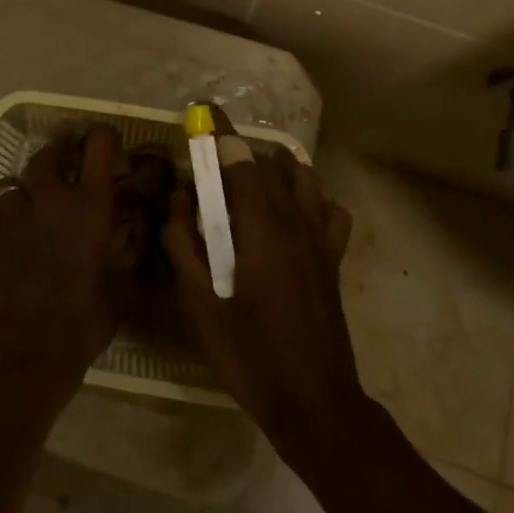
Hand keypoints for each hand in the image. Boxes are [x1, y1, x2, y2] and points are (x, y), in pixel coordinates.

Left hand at [0, 124, 121, 390]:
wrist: (26, 351)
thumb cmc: (82, 322)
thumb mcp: (123, 294)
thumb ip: (133, 263)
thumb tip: (145, 249)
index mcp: (90, 206)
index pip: (99, 145)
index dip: (103, 137)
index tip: (106, 144)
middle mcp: (51, 198)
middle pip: (49, 154)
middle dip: (57, 157)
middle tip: (65, 170)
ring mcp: (14, 213)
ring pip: (15, 182)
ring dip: (25, 190)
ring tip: (31, 207)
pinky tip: (4, 228)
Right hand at [163, 146, 361, 454]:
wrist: (314, 402)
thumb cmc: (249, 354)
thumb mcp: (198, 304)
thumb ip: (183, 244)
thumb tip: (180, 200)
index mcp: (259, 226)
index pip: (239, 160)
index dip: (219, 132)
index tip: (202, 109)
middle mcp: (294, 219)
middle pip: (267, 164)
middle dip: (236, 154)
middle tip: (209, 171)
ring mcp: (320, 237)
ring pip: (302, 177)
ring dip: (274, 169)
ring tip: (249, 187)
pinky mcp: (334, 256)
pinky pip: (329, 209)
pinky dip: (310, 200)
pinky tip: (291, 217)